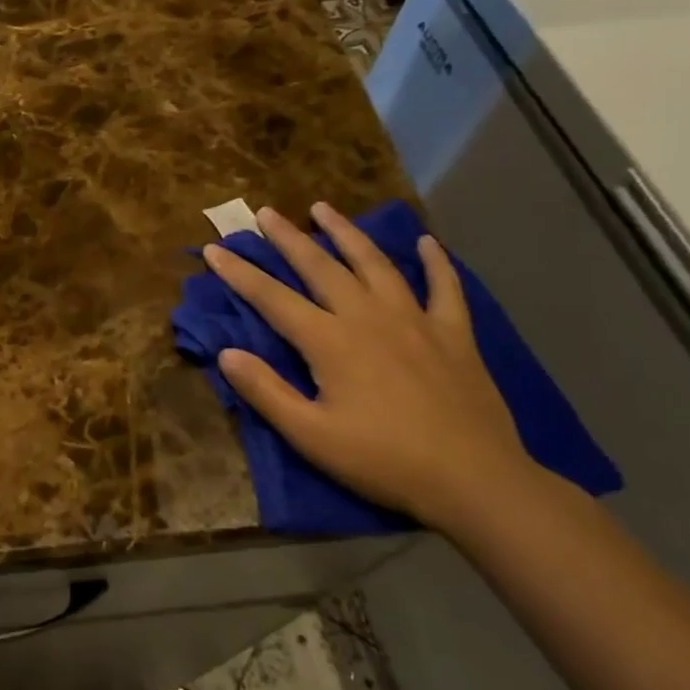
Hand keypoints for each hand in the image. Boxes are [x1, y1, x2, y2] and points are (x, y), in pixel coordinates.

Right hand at [202, 202, 537, 528]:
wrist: (474, 481)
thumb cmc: (383, 461)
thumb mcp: (310, 435)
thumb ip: (265, 391)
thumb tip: (225, 353)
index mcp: (330, 341)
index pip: (272, 298)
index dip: (240, 273)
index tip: (214, 249)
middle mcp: (368, 317)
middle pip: (320, 267)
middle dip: (288, 238)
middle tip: (264, 212)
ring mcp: (415, 320)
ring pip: (375, 263)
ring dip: (346, 233)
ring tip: (323, 208)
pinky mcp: (454, 334)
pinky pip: (444, 287)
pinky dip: (435, 262)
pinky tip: (427, 242)